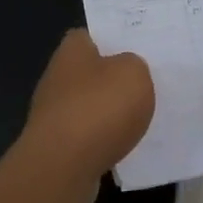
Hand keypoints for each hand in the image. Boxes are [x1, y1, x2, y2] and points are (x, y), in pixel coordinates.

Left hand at [22, 29, 152, 185]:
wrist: (64, 168)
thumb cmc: (99, 108)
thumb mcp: (134, 73)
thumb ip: (134, 65)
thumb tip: (126, 71)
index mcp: (72, 51)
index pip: (90, 34)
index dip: (113, 38)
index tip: (137, 47)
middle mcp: (57, 77)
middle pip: (91, 71)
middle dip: (114, 77)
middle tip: (148, 81)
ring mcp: (54, 114)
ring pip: (91, 104)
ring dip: (111, 111)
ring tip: (143, 115)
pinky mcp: (58, 146)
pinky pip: (89, 135)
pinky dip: (105, 139)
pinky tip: (127, 144)